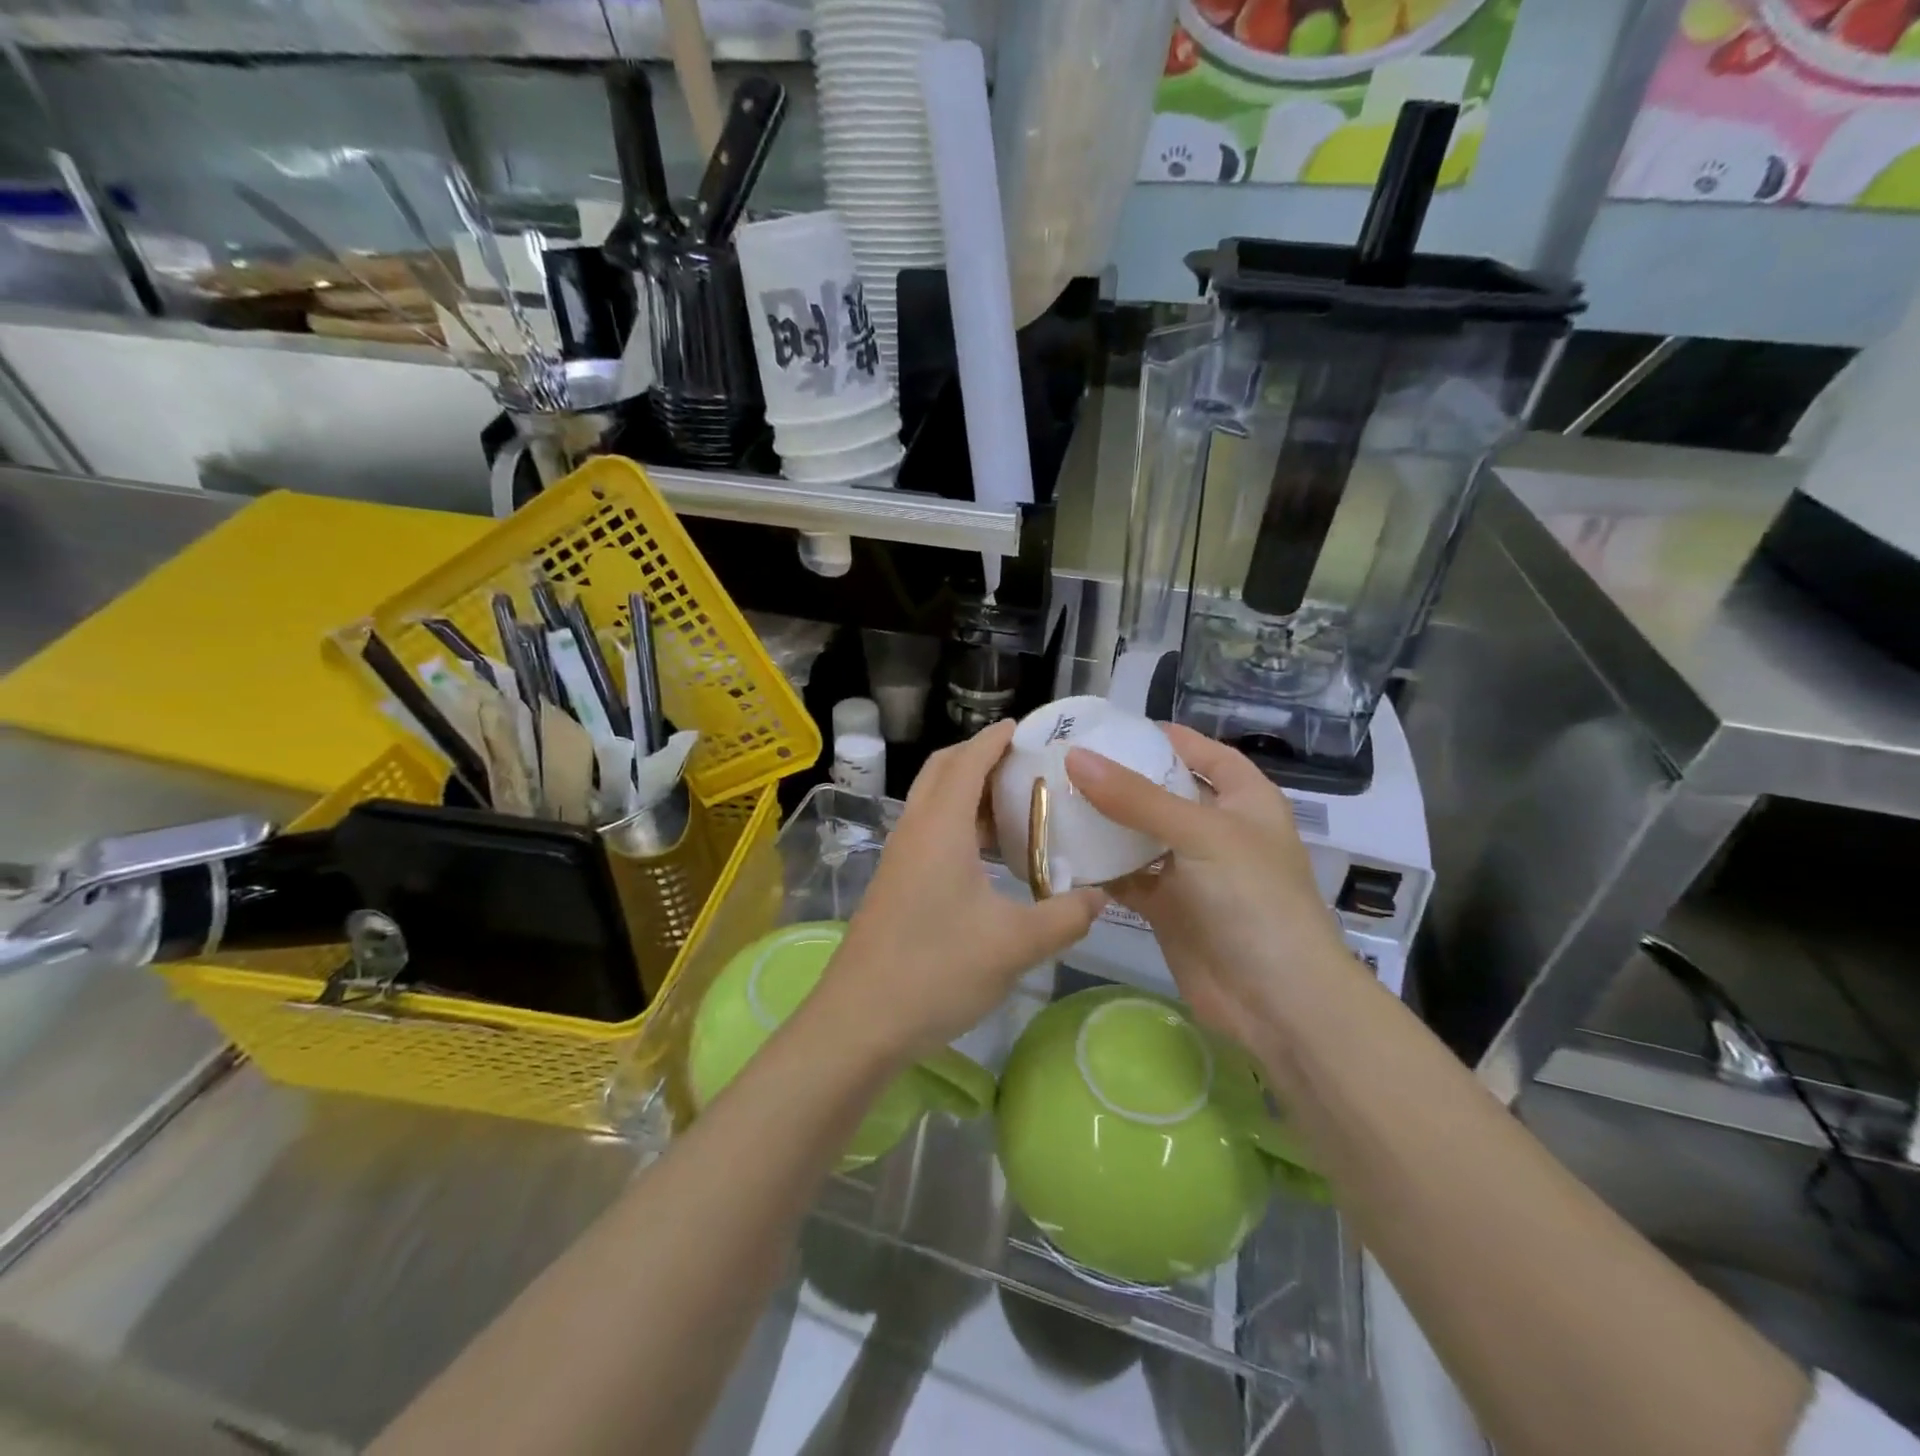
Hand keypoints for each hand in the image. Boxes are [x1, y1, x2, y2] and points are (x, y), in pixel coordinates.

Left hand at [813, 719, 1107, 1062]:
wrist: (860, 1022)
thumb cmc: (937, 970)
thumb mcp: (1015, 944)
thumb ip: (1065, 916)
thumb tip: (1101, 896)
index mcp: (940, 828)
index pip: (967, 762)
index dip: (994, 739)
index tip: (1023, 726)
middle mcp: (914, 831)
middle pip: (942, 772)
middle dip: (978, 757)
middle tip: (1023, 763)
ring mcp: (898, 859)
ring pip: (933, 804)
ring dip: (968, 794)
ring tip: (1014, 806)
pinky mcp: (894, 885)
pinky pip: (929, 833)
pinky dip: (958, 825)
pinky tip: (987, 857)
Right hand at [1066, 726, 1353, 1054]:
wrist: (1276, 1001)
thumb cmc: (1253, 899)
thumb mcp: (1200, 834)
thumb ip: (1136, 797)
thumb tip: (1075, 757)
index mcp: (1244, 800)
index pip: (1204, 753)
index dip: (1165, 737)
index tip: (1112, 727)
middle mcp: (1217, 830)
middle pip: (1163, 792)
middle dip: (1120, 779)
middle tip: (1065, 762)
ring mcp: (1191, 871)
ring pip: (1139, 836)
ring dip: (1103, 823)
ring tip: (1053, 798)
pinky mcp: (1168, 908)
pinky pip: (1127, 877)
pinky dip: (1100, 867)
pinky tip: (1062, 852)